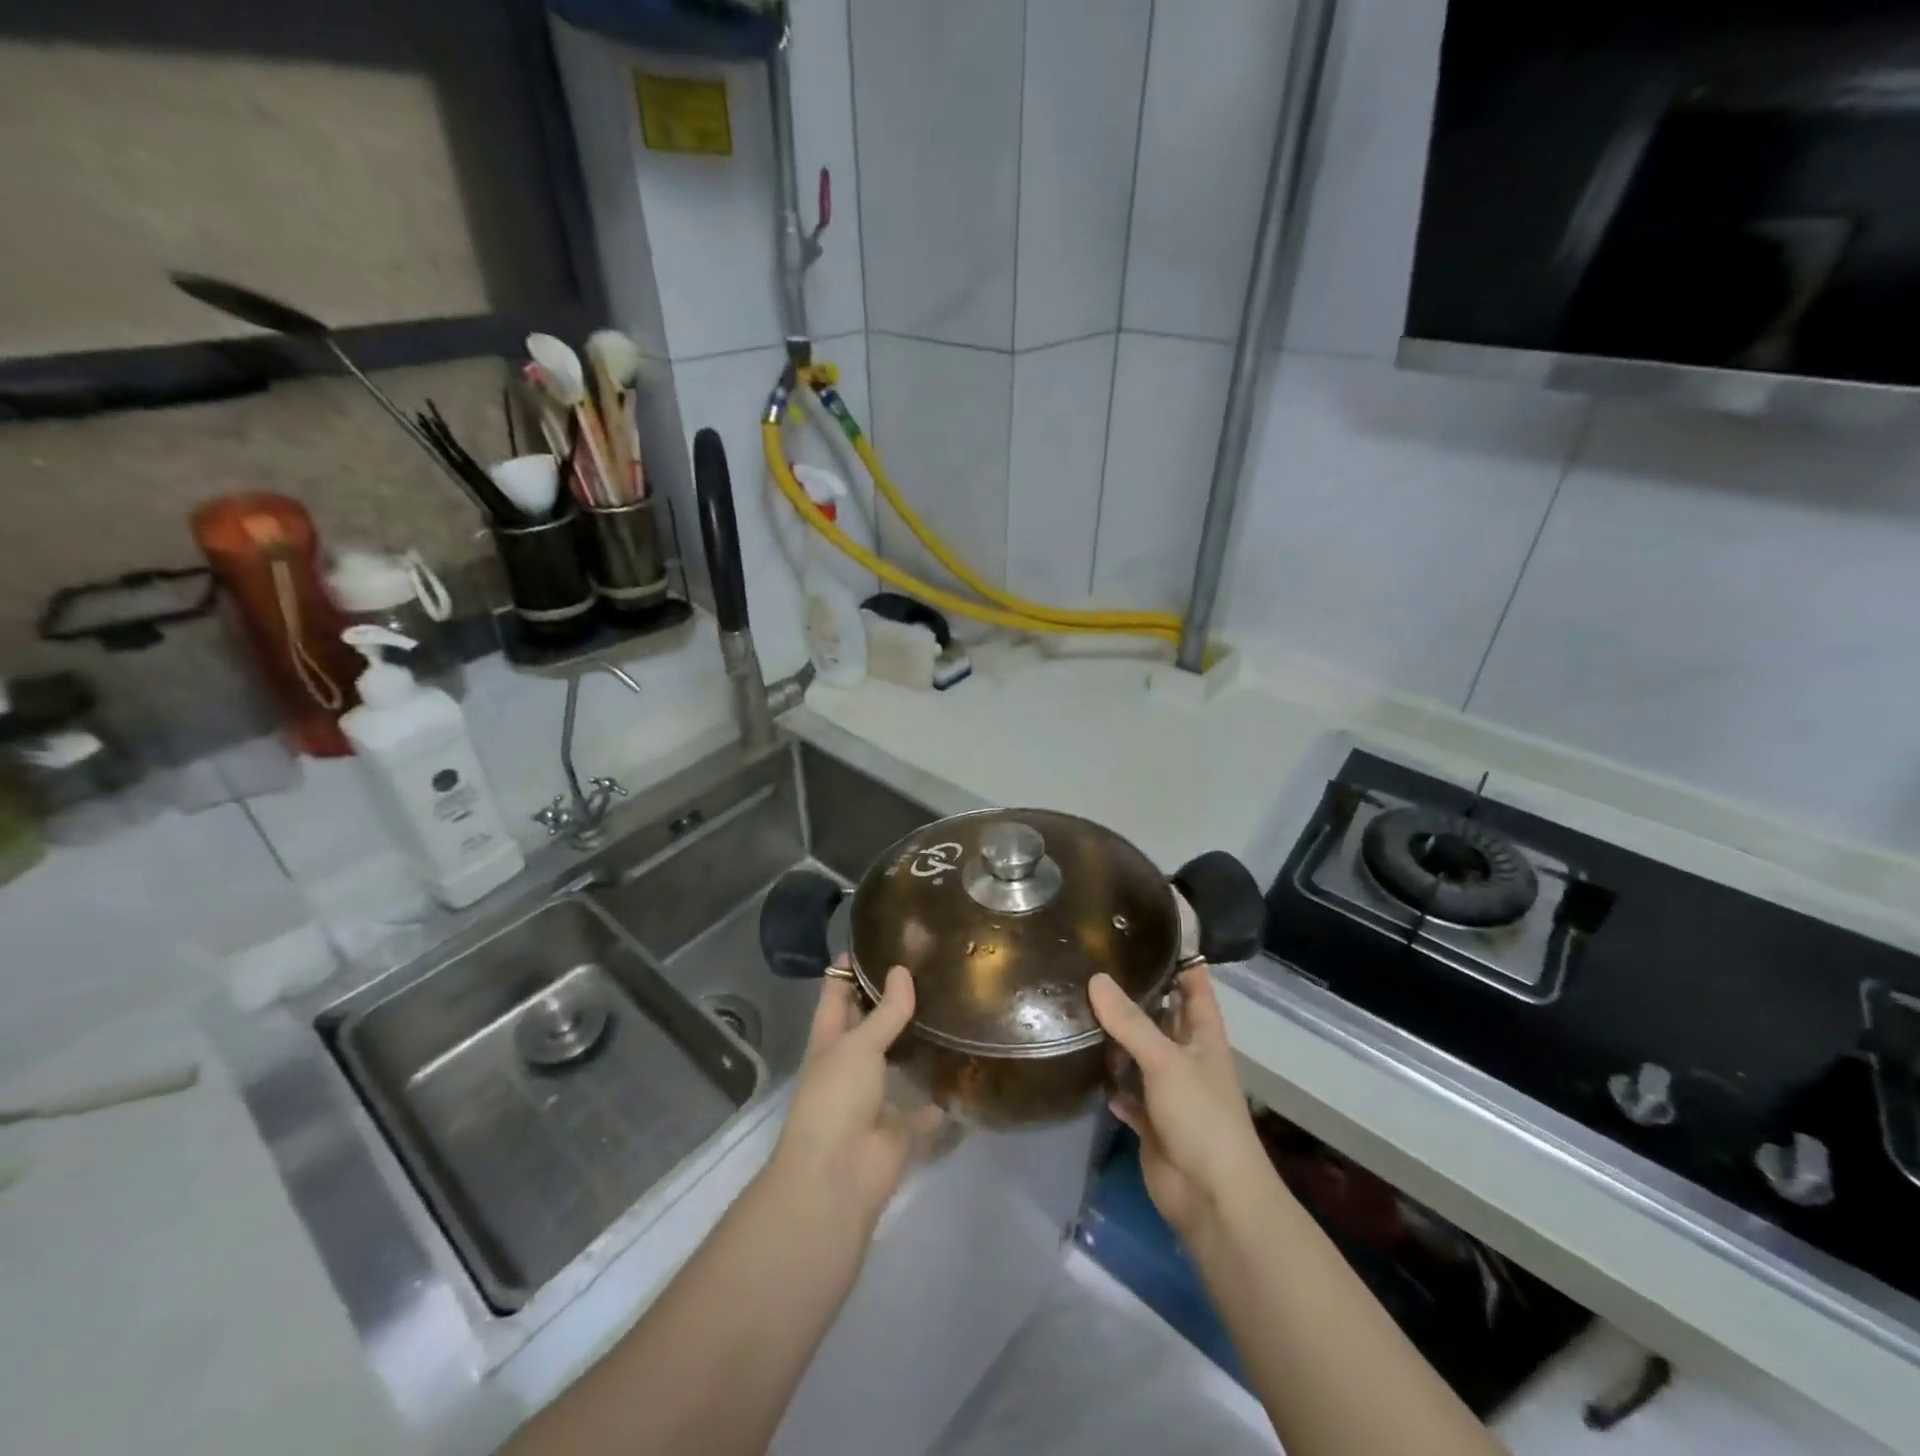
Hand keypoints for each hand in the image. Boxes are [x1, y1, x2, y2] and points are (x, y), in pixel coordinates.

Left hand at [771, 964, 938, 1232]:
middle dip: (893, 999)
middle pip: (871, 1023)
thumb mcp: (857, 1045)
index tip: (876, 938)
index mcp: (830, 1039)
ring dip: (919, 1040)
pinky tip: (967, 1065)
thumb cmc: (836, 1098)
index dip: (849, 968)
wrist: (838, 1177)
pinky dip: (941, 1093)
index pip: (837, 993)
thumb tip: (902, 971)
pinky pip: (926, 1105)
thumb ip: (885, 1011)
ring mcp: (876, 1096)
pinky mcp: (901, 1126)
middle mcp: (851, 1063)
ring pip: (899, 1060)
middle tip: (930, 965)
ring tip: (953, 1002)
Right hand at [1090, 965, 1268, 1239]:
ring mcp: (1169, 1090)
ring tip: (1077, 1004)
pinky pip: (1127, 1093)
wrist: (1212, 1198)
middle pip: (1161, 1016)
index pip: (1195, 985)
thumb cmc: (1201, 1117)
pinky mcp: (1151, 1120)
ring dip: (1116, 1038)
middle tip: (1094, 963)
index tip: (1149, 931)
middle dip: (1135, 994)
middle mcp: (1187, 1056)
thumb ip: (1131, 1021)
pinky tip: (1084, 1065)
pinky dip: (1111, 1082)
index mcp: (1203, 1035)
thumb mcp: (1166, 1060)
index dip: (1180, 959)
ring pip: (1139, 1053)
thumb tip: (1096, 978)